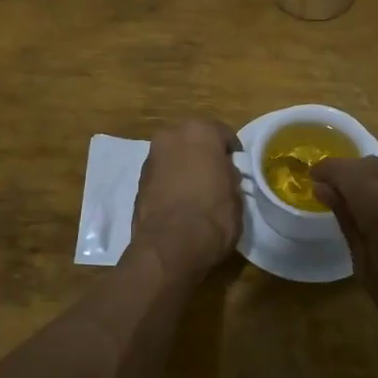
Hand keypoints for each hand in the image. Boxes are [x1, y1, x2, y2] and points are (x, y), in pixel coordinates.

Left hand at [131, 119, 242, 273]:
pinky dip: (170, 183)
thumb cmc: (213, 215)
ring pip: (174, 157)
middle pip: (194, 141)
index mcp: (200, 132)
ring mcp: (151, 158)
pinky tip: (180, 202)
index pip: (223, 134)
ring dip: (184, 168)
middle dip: (204, 155)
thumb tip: (224, 174)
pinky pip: (162, 175)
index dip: (232, 152)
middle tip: (216, 176)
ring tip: (197, 191)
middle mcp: (171, 136)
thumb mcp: (236, 195)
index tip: (238, 167)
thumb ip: (229, 176)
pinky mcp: (138, 181)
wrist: (170, 246)